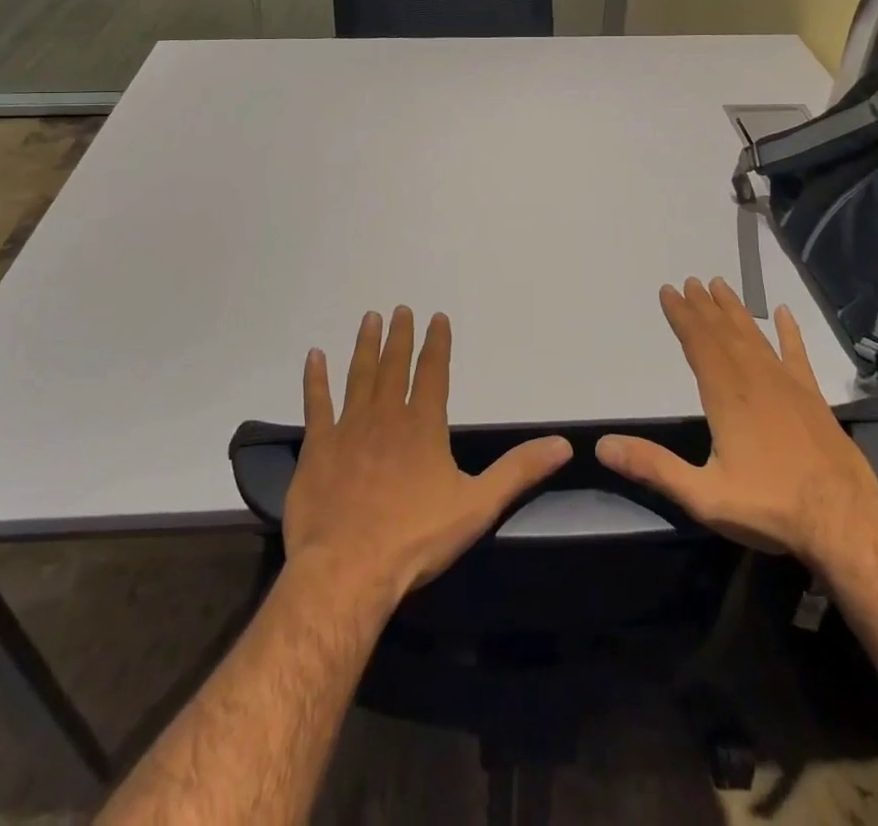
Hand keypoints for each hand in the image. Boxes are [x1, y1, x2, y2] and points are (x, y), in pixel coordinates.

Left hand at [284, 307, 572, 612]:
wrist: (348, 569)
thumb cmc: (416, 538)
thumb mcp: (478, 505)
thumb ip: (519, 471)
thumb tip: (564, 444)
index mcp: (423, 425)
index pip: (433, 373)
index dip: (437, 344)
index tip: (436, 317)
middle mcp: (385, 415)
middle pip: (394, 365)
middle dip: (399, 336)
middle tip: (400, 309)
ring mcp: (348, 428)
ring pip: (358, 375)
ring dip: (364, 346)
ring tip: (369, 318)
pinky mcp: (317, 447)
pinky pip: (316, 404)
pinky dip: (315, 379)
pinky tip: (314, 356)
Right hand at [595, 277, 877, 570]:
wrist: (843, 522)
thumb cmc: (769, 506)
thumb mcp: (702, 495)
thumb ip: (654, 467)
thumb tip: (603, 446)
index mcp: (726, 395)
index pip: (698, 343)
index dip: (682, 316)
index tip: (668, 291)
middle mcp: (755, 379)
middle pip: (724, 333)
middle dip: (703, 307)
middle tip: (689, 282)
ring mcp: (787, 385)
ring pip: (755, 337)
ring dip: (735, 311)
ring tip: (720, 286)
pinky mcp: (813, 398)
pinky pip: (797, 354)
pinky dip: (789, 332)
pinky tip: (783, 313)